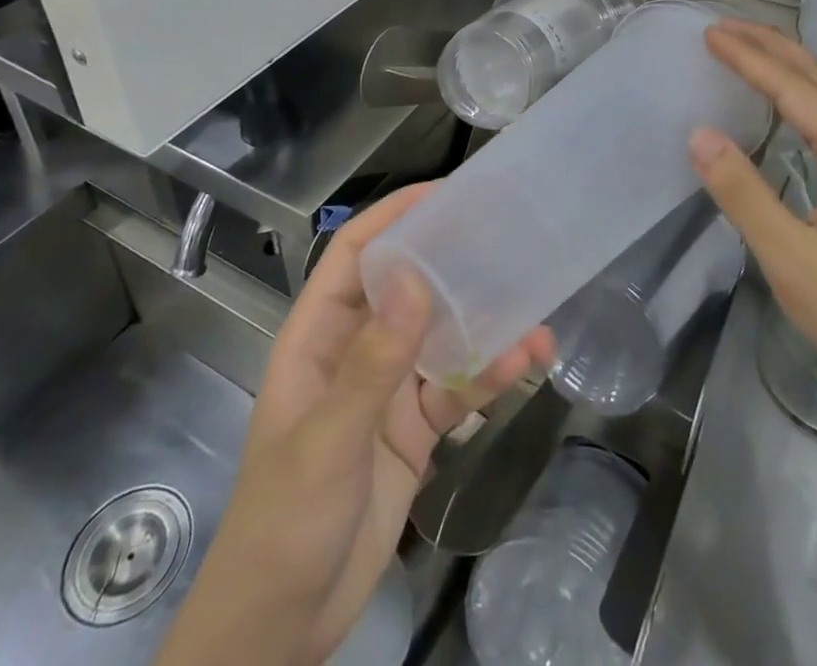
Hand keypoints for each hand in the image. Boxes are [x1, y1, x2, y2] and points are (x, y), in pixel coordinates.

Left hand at [158, 185, 552, 665]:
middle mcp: (355, 351)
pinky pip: (456, 389)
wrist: (283, 626)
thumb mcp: (328, 440)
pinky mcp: (414, 429)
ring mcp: (386, 390)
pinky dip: (490, 374)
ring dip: (483, 321)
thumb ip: (373, 363)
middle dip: (450, 260)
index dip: (394, 217)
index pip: (355, 256)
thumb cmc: (286, 520)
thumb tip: (418, 280)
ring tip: (533, 301)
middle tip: (503, 235)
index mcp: (318, 336)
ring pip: (440, 337)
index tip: (443, 193)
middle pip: (406, 287)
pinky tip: (527, 361)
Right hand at [688, 19, 816, 417]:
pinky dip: (803, 98)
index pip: (794, 89)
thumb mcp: (793, 260)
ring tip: (749, 50)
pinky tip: (787, 109)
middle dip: (771, 46)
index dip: (748, 58)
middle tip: (725, 27)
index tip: (709, 33)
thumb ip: (744, 194)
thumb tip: (699, 134)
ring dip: (789, 68)